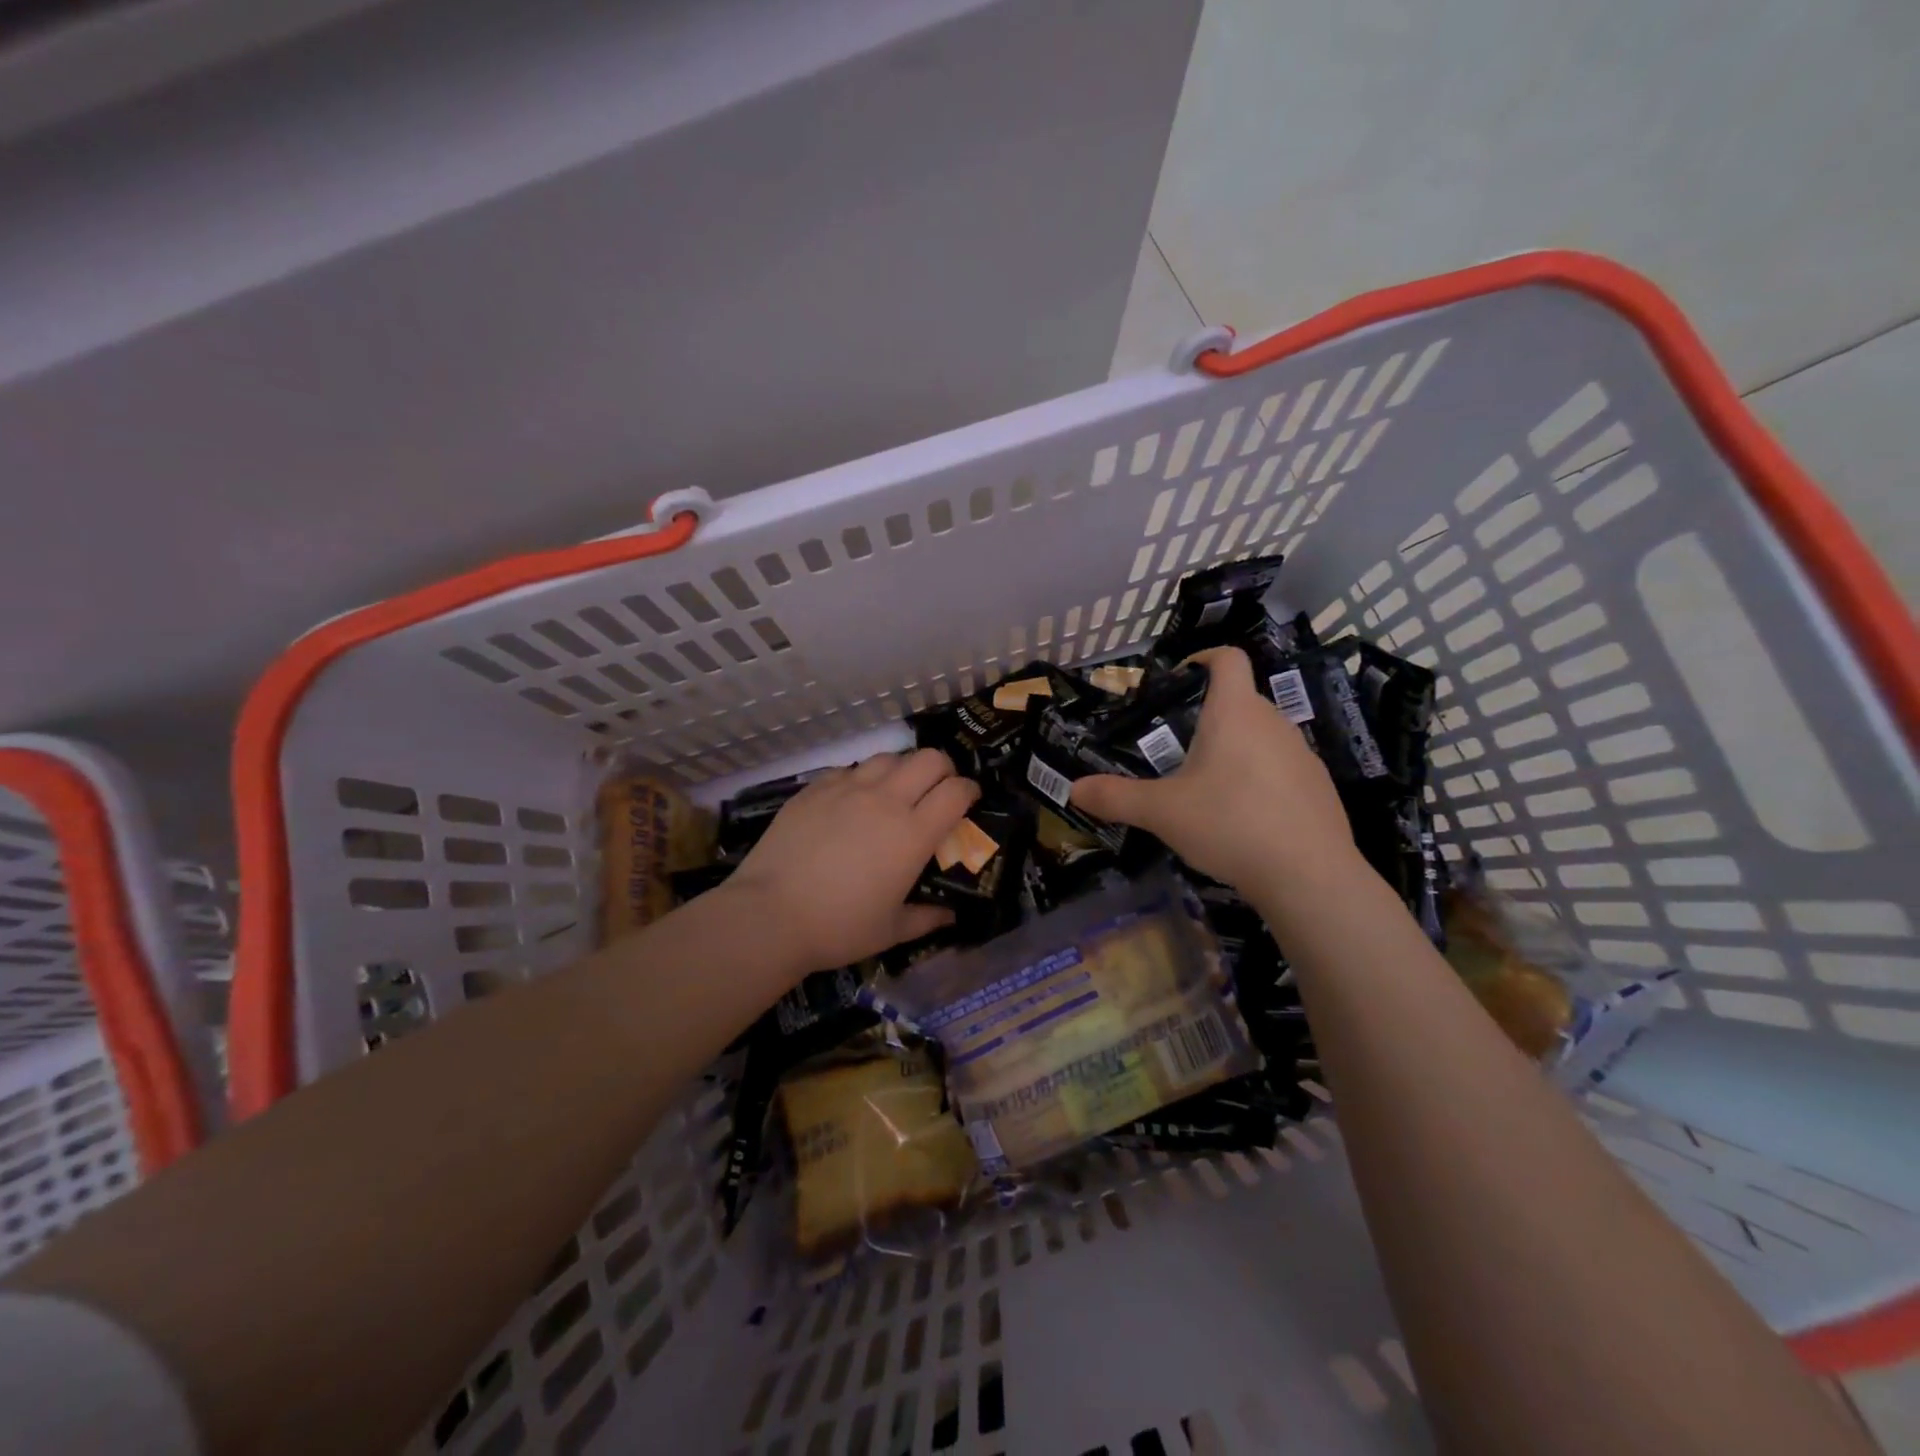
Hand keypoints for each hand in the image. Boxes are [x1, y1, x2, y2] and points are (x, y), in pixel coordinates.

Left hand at [722, 749, 979, 973]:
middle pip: (929, 758)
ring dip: (902, 770)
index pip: (956, 790)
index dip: (970, 791)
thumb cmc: (839, 927)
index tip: (969, 802)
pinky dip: (862, 778)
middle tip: (937, 792)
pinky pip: (850, 769)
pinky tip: (853, 801)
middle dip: (943, 770)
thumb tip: (951, 915)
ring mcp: (847, 788)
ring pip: (889, 757)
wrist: (769, 915)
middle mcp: (886, 800)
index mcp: (913, 833)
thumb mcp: (891, 930)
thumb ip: (927, 918)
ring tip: (895, 793)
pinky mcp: (815, 788)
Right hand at [1070, 647, 1359, 894]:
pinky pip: (1282, 767)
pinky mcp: (1319, 785)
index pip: (1227, 658)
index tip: (1180, 677)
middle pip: (1241, 700)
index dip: (1204, 657)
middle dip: (1209, 716)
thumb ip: (1115, 797)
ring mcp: (1302, 754)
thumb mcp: (1161, 812)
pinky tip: (1245, 816)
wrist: (1309, 875)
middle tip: (1177, 748)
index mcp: (1234, 712)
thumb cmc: (1229, 824)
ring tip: (1208, 787)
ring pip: (1262, 736)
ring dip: (1235, 749)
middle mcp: (1273, 722)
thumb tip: (1073, 790)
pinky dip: (1260, 778)